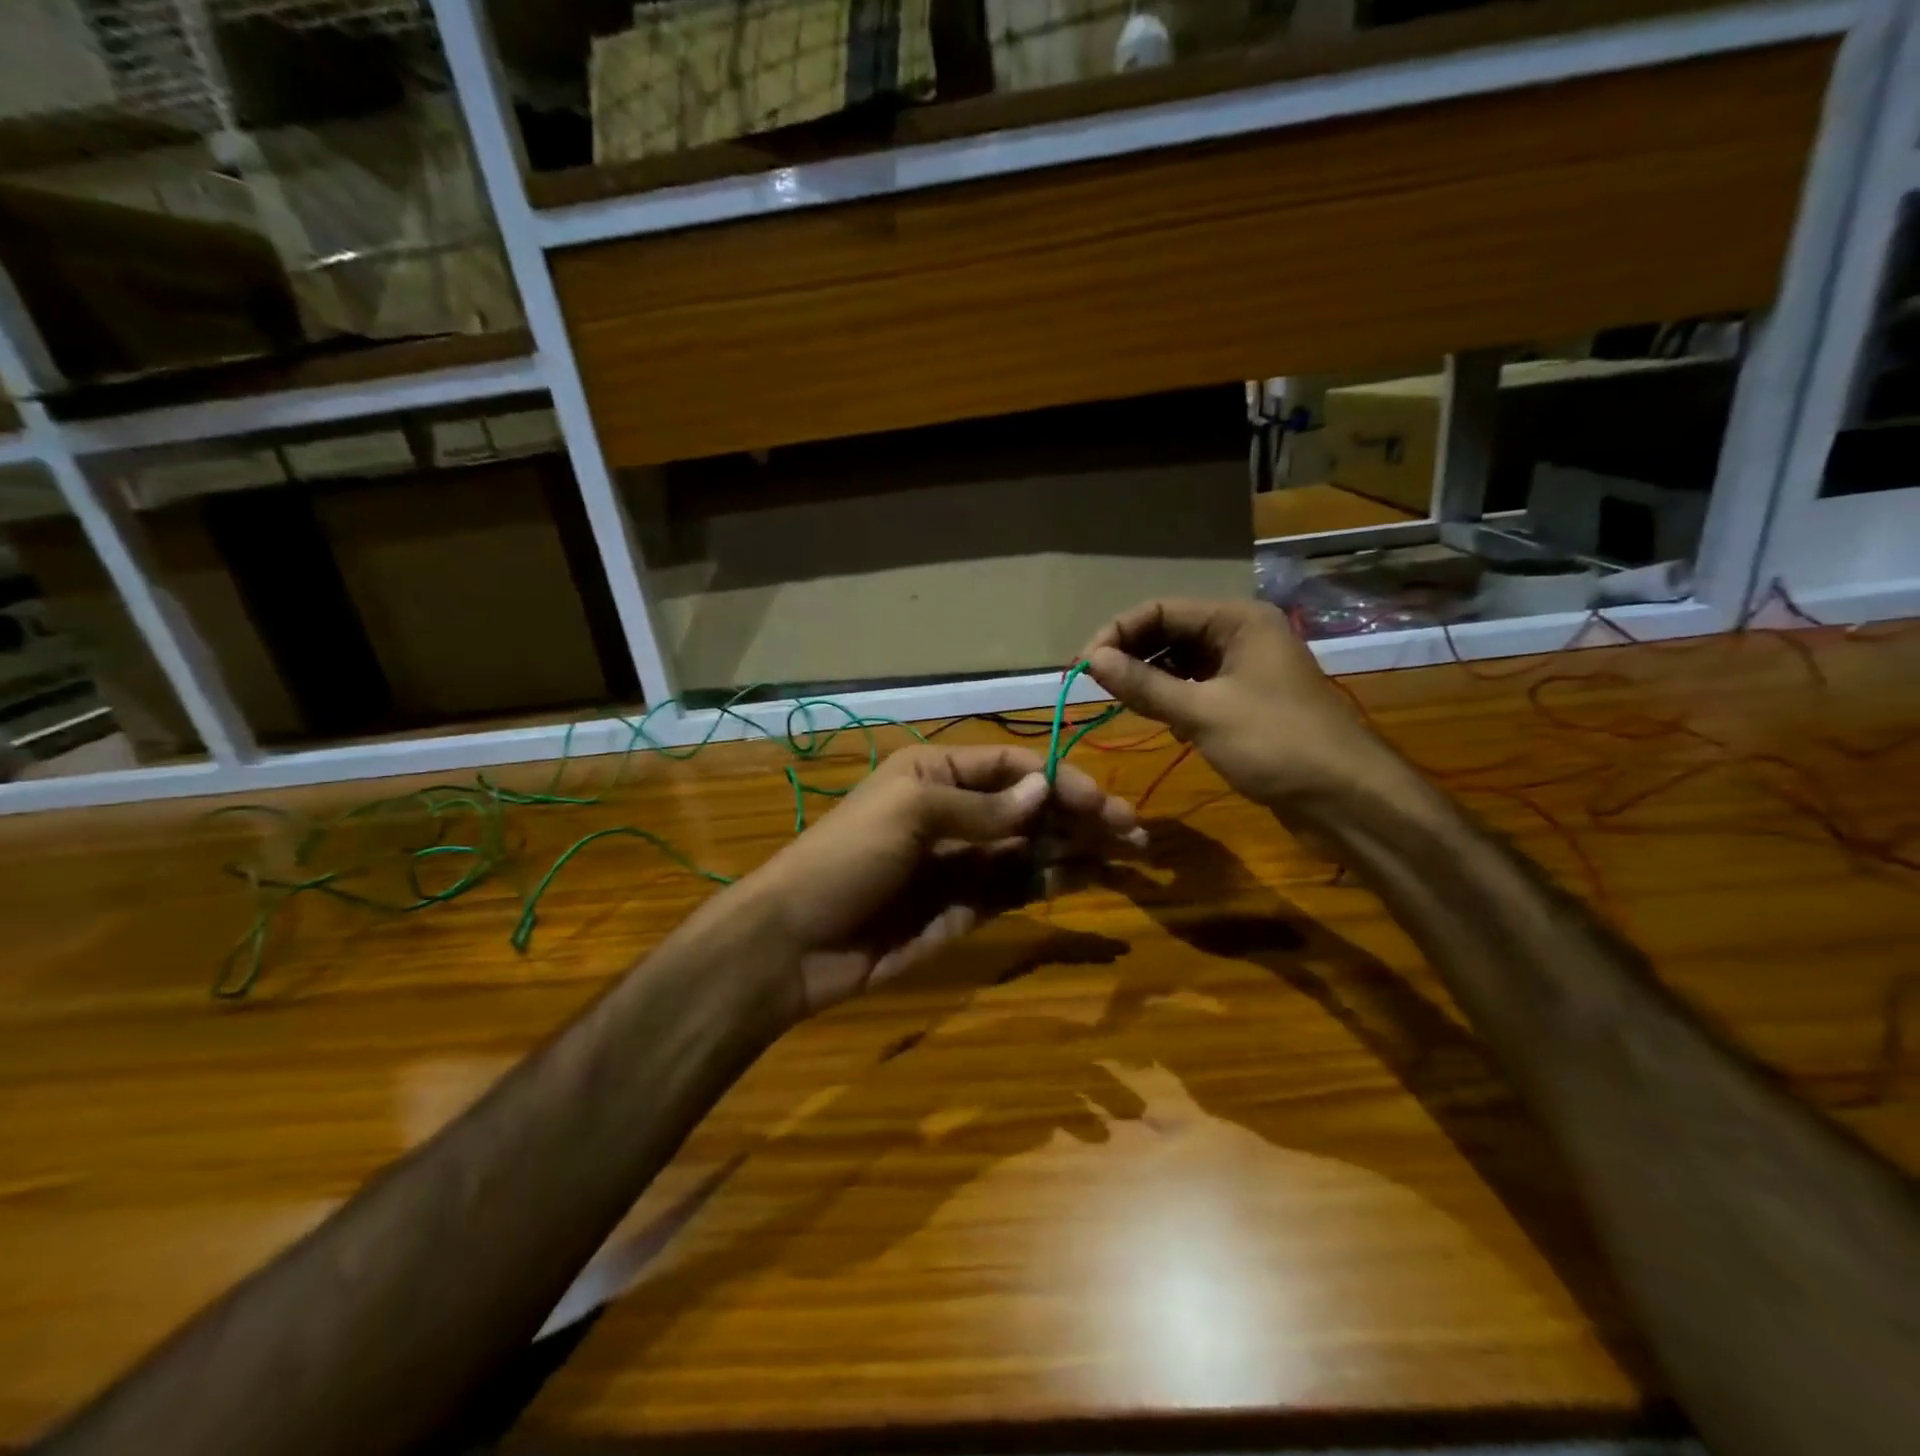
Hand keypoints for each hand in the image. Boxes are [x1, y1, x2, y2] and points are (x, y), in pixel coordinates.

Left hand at [738, 743, 1144, 1013]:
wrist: (797, 943)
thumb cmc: (847, 858)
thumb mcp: (909, 814)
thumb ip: (980, 807)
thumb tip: (1044, 789)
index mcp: (935, 774)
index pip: (1011, 766)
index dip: (1057, 779)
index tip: (1099, 802)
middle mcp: (955, 812)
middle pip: (1030, 806)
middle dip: (1080, 814)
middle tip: (1133, 830)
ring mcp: (963, 862)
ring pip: (1032, 847)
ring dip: (1077, 846)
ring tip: (1129, 852)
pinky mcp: (967, 907)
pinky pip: (1018, 886)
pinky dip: (1053, 879)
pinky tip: (1089, 876)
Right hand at [1078, 597, 1404, 815]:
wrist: (1345, 799)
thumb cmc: (1276, 744)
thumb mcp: (1203, 712)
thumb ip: (1144, 685)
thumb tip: (1091, 661)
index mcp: (1237, 620)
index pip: (1160, 610)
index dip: (1117, 634)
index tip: (1082, 667)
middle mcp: (1241, 635)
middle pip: (1169, 633)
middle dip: (1131, 655)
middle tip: (1094, 686)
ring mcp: (1245, 669)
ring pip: (1180, 663)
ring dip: (1149, 679)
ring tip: (1118, 701)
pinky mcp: (1245, 702)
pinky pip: (1195, 688)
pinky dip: (1171, 699)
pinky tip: (1155, 718)